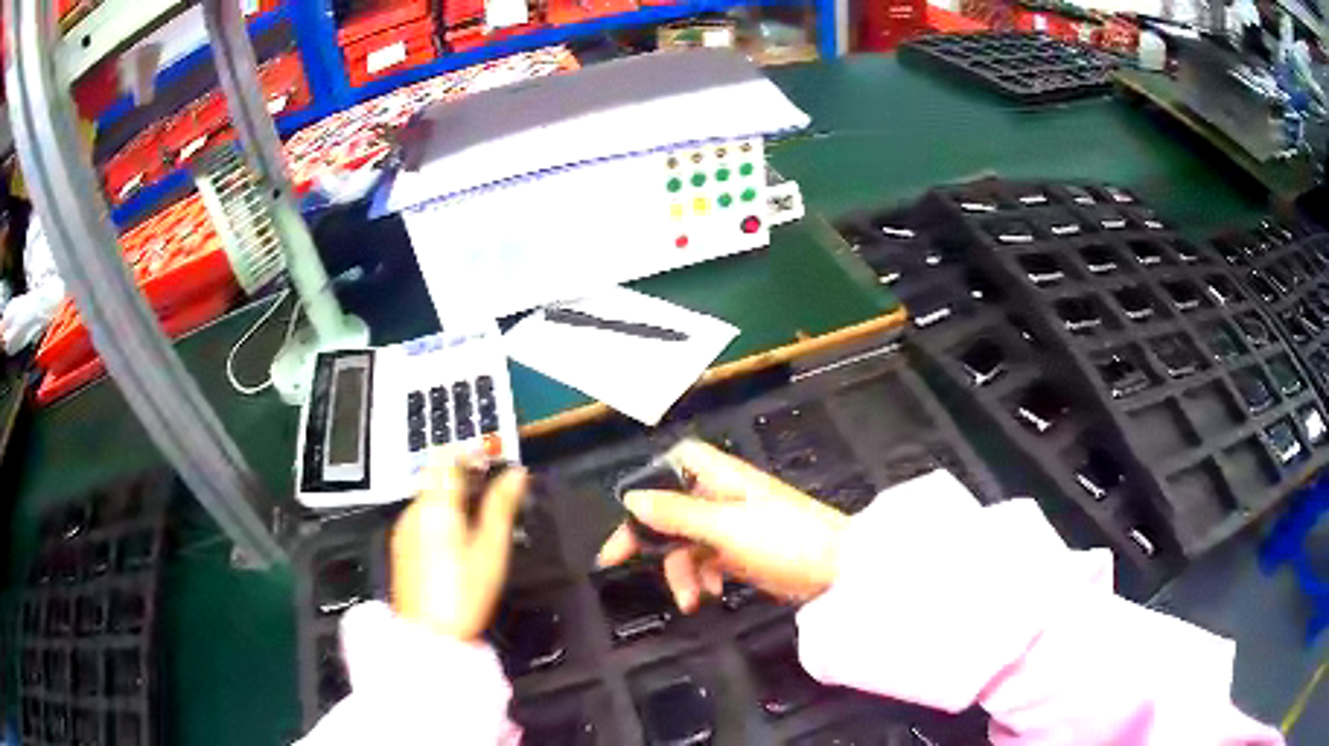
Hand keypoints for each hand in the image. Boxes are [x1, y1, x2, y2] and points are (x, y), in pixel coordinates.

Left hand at [390, 450, 527, 639]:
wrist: (429, 635)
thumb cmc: (465, 593)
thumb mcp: (490, 550)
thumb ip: (501, 506)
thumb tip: (516, 473)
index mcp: (434, 505)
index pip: (444, 457)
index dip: (468, 450)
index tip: (492, 457)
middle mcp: (413, 510)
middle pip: (435, 476)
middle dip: (464, 474)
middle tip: (494, 486)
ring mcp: (403, 529)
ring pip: (428, 497)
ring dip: (452, 494)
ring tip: (481, 513)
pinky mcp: (402, 547)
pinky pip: (421, 516)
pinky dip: (440, 514)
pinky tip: (459, 537)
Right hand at [597, 439, 849, 611]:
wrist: (839, 571)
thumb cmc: (786, 541)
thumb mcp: (725, 528)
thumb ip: (676, 514)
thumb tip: (631, 498)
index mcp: (722, 478)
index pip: (677, 461)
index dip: (650, 478)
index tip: (629, 509)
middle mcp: (725, 497)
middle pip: (673, 506)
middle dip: (650, 536)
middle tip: (615, 561)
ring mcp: (736, 526)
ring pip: (688, 540)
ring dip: (680, 569)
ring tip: (689, 599)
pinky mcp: (744, 553)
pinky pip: (708, 560)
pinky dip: (702, 576)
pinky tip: (710, 594)